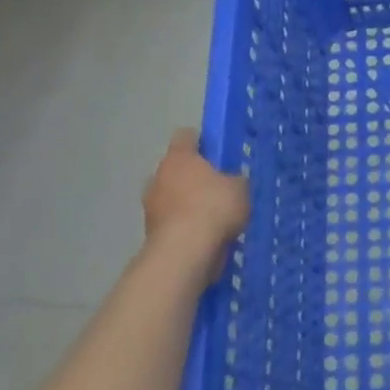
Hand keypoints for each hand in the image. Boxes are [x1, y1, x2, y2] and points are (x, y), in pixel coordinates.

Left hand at [141, 129, 249, 282]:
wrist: (184, 253)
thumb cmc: (213, 207)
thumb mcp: (240, 188)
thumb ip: (234, 180)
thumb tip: (230, 182)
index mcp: (178, 157)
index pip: (186, 136)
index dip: (202, 142)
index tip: (217, 153)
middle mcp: (158, 176)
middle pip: (176, 169)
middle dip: (193, 177)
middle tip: (217, 188)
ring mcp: (150, 206)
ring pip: (172, 197)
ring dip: (187, 204)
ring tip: (214, 218)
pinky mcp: (150, 233)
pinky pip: (172, 223)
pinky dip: (184, 227)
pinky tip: (204, 238)